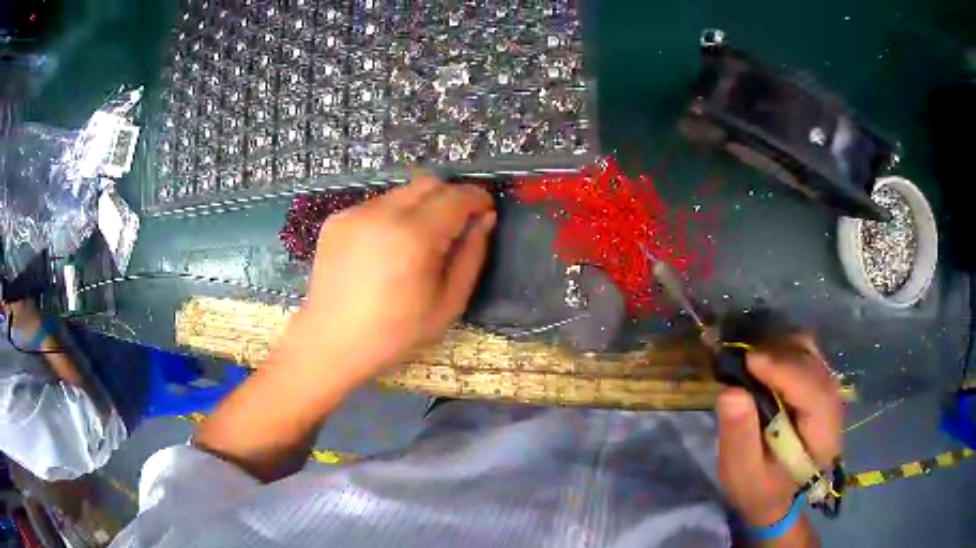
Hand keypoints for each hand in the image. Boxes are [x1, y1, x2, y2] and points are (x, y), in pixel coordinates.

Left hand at [288, 173, 494, 381]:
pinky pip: (376, 205)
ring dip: (419, 207)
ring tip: (415, 242)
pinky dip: (391, 217)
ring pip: (401, 192)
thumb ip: (471, 256)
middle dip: (449, 196)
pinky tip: (384, 249)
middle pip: (428, 183)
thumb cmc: (395, 333)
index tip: (486, 210)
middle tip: (455, 225)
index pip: (456, 197)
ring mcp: (355, 213)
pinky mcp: (337, 219)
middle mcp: (382, 213)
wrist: (331, 341)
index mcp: (414, 236)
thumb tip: (485, 220)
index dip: (477, 198)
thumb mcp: (448, 304)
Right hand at [715, 336, 842, 527]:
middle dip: (777, 355)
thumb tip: (730, 391)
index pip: (813, 390)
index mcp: (822, 434)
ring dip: (778, 349)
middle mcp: (833, 404)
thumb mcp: (743, 473)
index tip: (747, 360)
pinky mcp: (819, 383)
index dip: (783, 370)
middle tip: (739, 361)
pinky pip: (805, 352)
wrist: (779, 496)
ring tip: (749, 363)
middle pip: (812, 363)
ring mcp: (829, 389)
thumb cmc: (760, 488)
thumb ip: (739, 436)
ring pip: (809, 351)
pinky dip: (782, 350)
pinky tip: (763, 364)